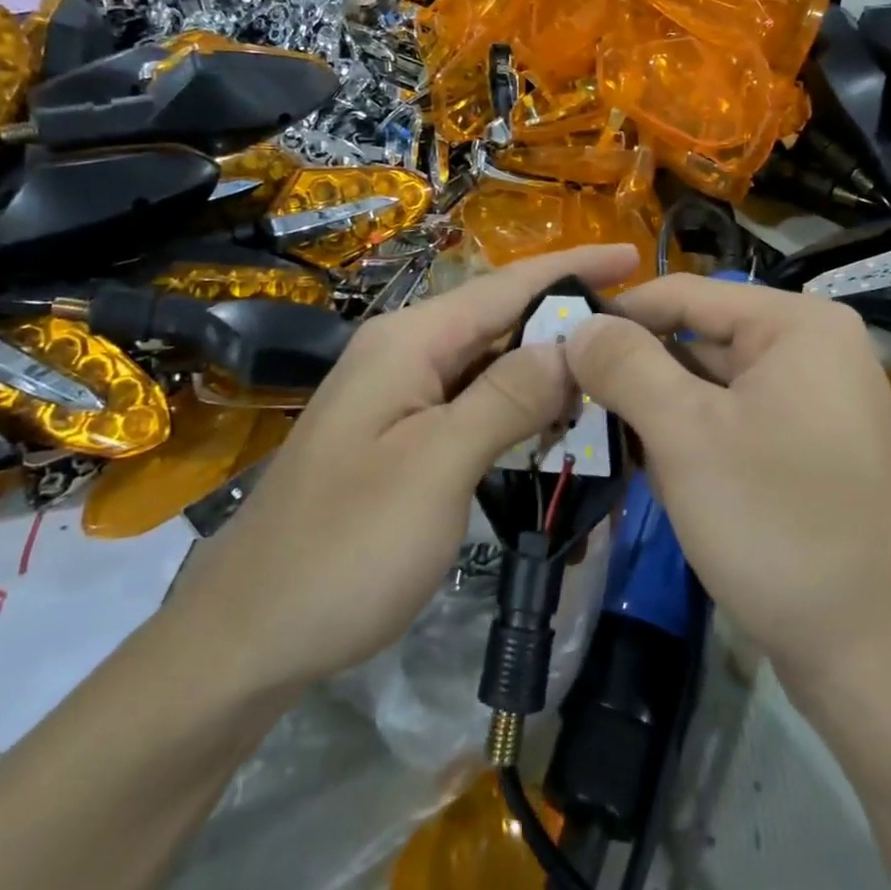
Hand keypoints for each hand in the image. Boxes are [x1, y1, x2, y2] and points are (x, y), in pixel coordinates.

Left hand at [183, 245, 640, 694]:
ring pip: (490, 364)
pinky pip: (473, 403)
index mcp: (408, 342)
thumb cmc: (345, 549)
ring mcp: (398, 396)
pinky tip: (556, 424)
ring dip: (546, 367)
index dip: (571, 268)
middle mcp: (403, 354)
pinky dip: (519, 408)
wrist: (250, 633)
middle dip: (566, 318)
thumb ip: (505, 398)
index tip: (633, 256)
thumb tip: (569, 344)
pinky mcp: (401, 436)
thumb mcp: (436, 468)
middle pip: (499, 319)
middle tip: (640, 329)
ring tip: (613, 373)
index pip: (506, 286)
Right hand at [563, 276, 890, 687]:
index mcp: (797, 324)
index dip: (617, 315)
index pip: (685, 294)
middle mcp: (814, 350)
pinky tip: (645, 462)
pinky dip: (689, 436)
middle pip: (699, 338)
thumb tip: (579, 325)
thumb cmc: (775, 521)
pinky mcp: (809, 451)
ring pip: (713, 385)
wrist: (869, 651)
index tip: (557, 341)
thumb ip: (626, 366)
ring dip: (656, 407)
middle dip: (635, 369)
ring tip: (596, 429)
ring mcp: (816, 403)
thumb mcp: (685, 433)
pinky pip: (734, 421)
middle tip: (568, 395)